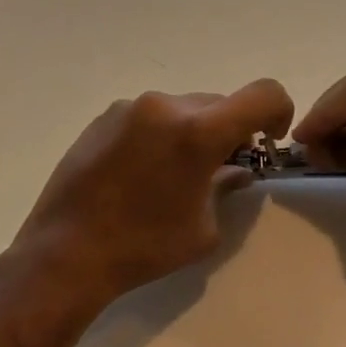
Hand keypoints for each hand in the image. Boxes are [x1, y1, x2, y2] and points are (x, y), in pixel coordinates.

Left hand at [12, 80, 294, 310]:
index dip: (279, 112)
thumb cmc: (144, 246)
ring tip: (173, 175)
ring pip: (181, 108)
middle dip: (230, 131)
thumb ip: (227, 188)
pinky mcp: (102, 118)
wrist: (66, 251)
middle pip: (219, 103)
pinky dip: (159, 135)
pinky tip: (140, 173)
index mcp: (197, 130)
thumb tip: (235, 170)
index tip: (267, 143)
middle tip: (220, 169)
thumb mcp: (203, 228)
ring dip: (192, 132)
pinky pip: (148, 117)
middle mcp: (164, 106)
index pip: (263, 94)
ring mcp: (128, 108)